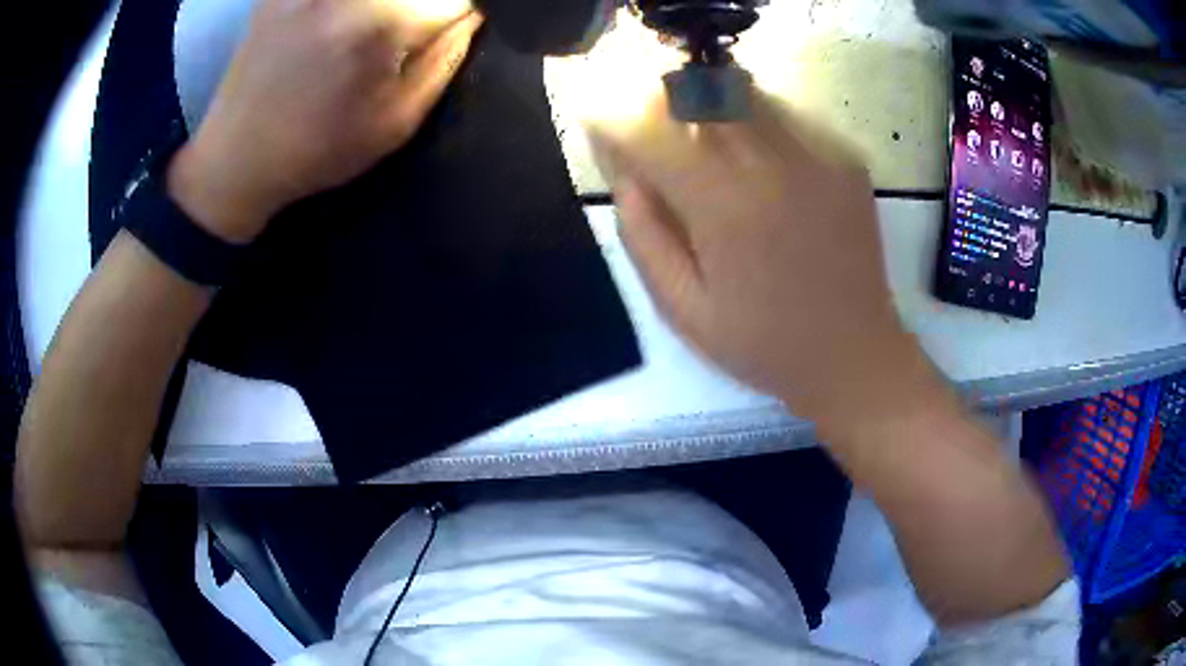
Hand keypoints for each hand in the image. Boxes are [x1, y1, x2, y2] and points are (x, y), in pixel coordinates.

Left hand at [168, 0, 481, 241]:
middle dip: (423, 8)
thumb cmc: (317, 150)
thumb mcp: (394, 123)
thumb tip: (470, 15)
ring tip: (373, 36)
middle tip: (409, 34)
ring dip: (388, 8)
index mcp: (382, 23)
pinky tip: (336, 24)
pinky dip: (345, 9)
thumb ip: (443, 60)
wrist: (236, 159)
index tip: (446, 34)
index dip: (460, 15)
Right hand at [592, 94, 939, 438]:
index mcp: (723, 204)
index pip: (649, 129)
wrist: (855, 353)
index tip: (600, 124)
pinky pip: (786, 114)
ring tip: (703, 139)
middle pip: (697, 91)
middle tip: (651, 128)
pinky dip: (755, 120)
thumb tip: (625, 174)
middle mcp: (771, 162)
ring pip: (743, 92)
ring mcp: (817, 153)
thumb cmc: (764, 343)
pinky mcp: (845, 158)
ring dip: (708, 103)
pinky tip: (758, 161)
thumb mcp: (683, 309)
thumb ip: (644, 236)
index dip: (613, 120)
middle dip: (659, 100)